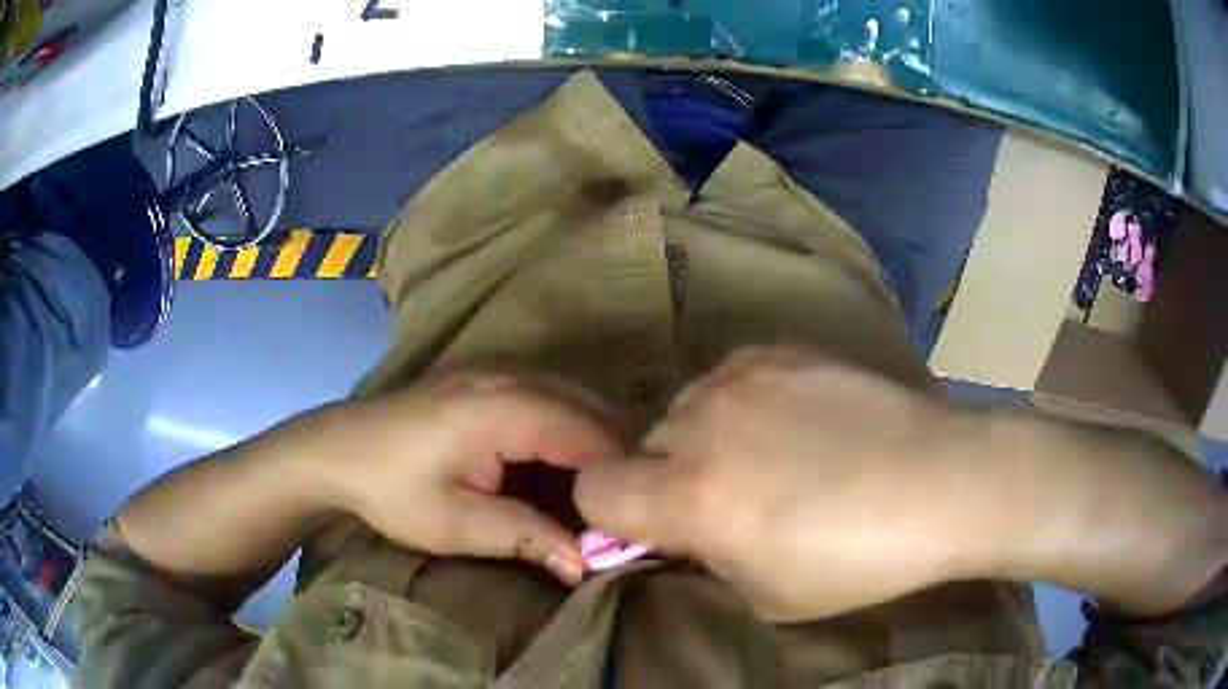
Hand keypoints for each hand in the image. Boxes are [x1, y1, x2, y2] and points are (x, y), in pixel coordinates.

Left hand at [330, 372, 621, 584]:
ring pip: (573, 396)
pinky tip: (565, 462)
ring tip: (602, 490)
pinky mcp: (486, 376)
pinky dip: (569, 426)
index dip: (618, 476)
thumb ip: (525, 537)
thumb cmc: (393, 489)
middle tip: (624, 506)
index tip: (633, 518)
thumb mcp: (456, 524)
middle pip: (590, 408)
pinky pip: (549, 394)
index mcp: (506, 409)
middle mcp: (511, 378)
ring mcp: (497, 371)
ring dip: (595, 440)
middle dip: (616, 457)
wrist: (338, 449)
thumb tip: (585, 564)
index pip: (590, 435)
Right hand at [576, 347, 977, 620]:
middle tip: (729, 501)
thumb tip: (682, 536)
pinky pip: (730, 380)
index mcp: (690, 497)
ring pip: (686, 410)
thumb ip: (704, 560)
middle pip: (643, 448)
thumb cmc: (859, 560)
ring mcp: (742, 377)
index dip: (613, 514)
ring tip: (770, 457)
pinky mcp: (779, 351)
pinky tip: (796, 421)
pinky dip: (743, 404)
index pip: (593, 489)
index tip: (656, 530)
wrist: (942, 481)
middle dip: (668, 479)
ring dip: (706, 439)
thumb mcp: (765, 596)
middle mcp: (702, 425)